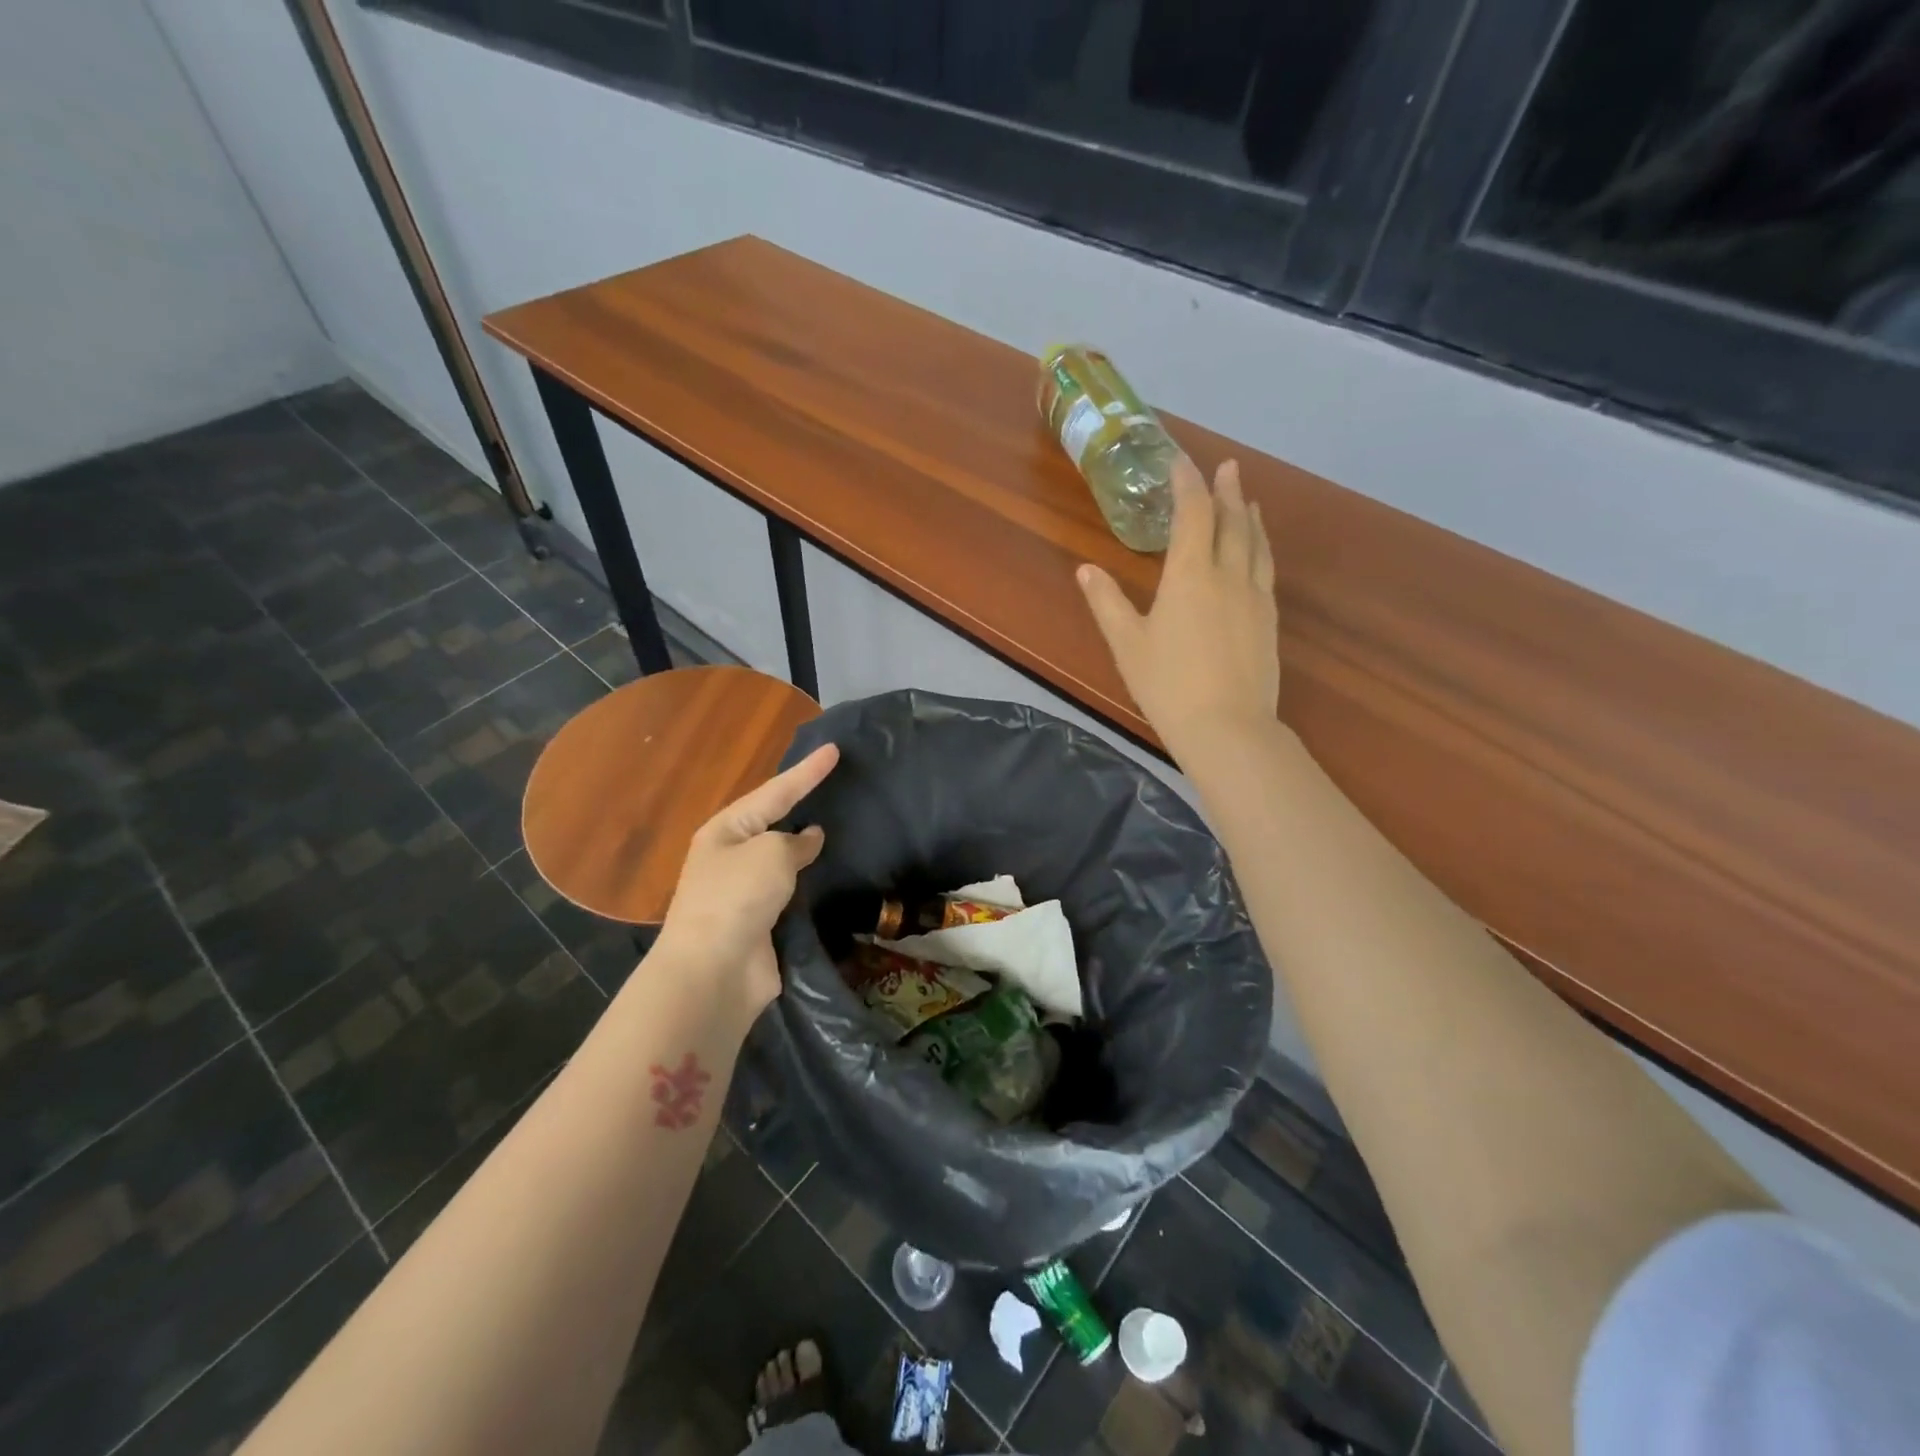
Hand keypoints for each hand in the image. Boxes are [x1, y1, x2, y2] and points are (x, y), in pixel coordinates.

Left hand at [652, 743, 839, 1009]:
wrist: (714, 971)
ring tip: (838, 828)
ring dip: (805, 847)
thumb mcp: (771, 853)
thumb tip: (810, 839)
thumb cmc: (737, 897)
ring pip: (782, 859)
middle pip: (774, 822)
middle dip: (801, 805)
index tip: (835, 750)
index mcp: (726, 830)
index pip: (775, 791)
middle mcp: (731, 857)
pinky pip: (790, 892)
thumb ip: (795, 842)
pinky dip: (808, 882)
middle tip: (834, 785)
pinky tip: (829, 876)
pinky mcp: (760, 923)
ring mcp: (744, 892)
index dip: (807, 771)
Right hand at [1077, 457, 1278, 762]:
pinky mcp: (1269, 621)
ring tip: (1249, 501)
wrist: (1227, 728)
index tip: (1181, 461)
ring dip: (1250, 517)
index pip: (1193, 514)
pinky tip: (1258, 554)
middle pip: (1232, 521)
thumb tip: (1086, 570)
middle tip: (1228, 467)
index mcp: (1190, 575)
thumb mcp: (1127, 644)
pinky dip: (1261, 548)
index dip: (1188, 483)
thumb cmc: (1167, 685)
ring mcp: (1255, 598)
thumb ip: (1107, 603)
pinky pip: (1266, 570)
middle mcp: (1228, 575)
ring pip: (1256, 544)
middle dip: (1227, 491)